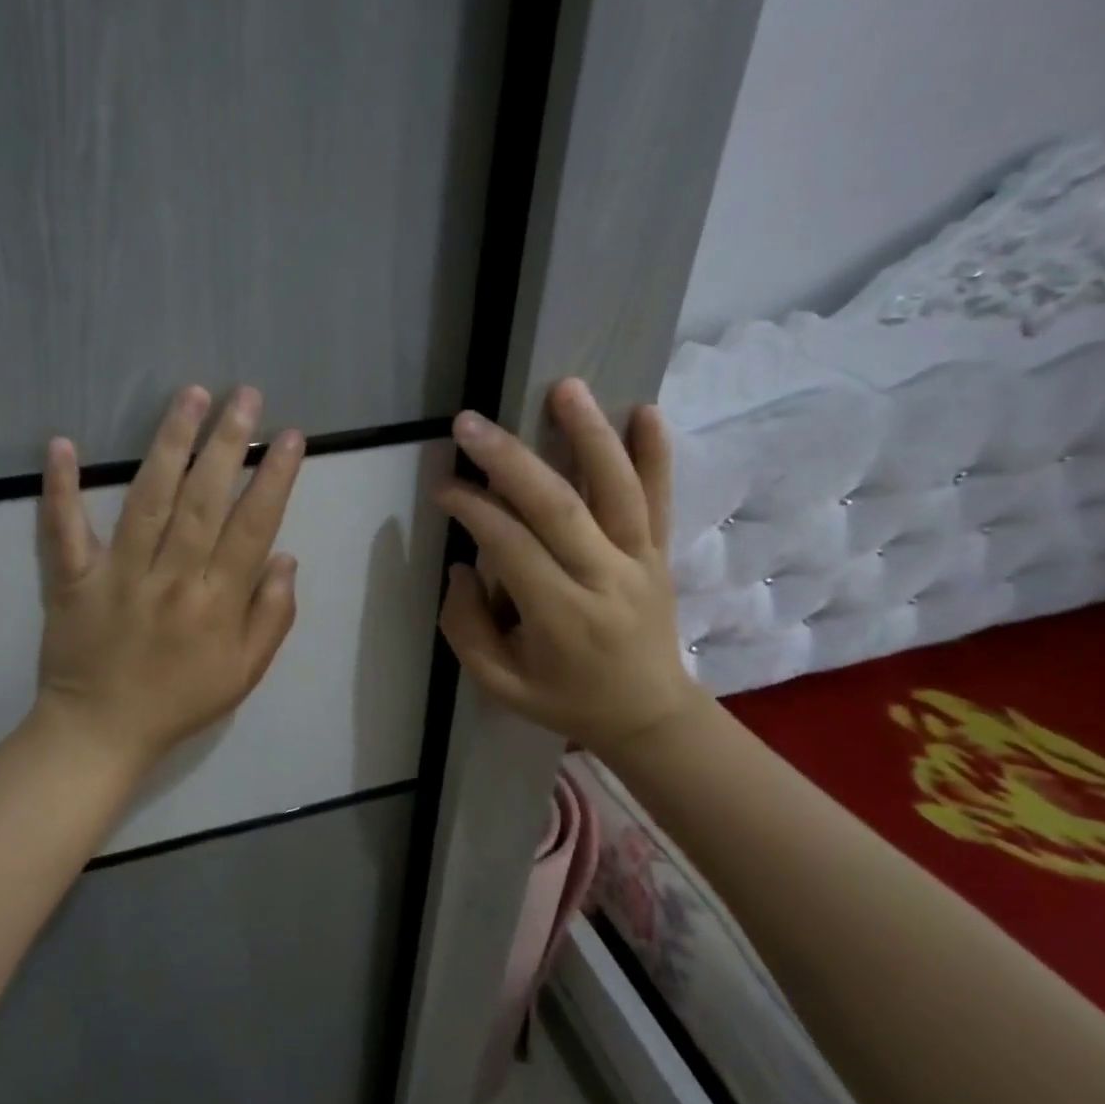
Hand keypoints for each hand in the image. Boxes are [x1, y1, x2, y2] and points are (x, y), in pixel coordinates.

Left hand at [33, 385, 303, 777]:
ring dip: (168, 444)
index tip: (289, 436)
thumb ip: (272, 616)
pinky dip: (60, 489)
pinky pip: (63, 531)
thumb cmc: (179, 701)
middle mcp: (171, 579)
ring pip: (147, 500)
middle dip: (227, 442)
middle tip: (244, 395)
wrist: (101, 733)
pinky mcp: (71, 580)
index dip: (274, 478)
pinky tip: (62, 444)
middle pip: (203, 500)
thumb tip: (286, 557)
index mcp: (216, 602)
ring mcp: (117, 576)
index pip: (252, 527)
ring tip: (189, 396)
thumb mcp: (244, 673)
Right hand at [434, 378, 703, 762]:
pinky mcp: (661, 554)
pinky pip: (661, 500)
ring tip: (565, 388)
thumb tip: (461, 567)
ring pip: (616, 491)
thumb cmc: (567, 700)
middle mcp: (604, 580)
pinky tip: (646, 411)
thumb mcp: (500, 685)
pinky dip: (656, 455)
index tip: (443, 484)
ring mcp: (640, 562)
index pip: (510, 546)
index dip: (472, 509)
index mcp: (561, 617)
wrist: (650, 715)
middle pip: (558, 507)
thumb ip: (467, 629)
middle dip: (509, 460)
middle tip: (470, 424)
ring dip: (590, 436)